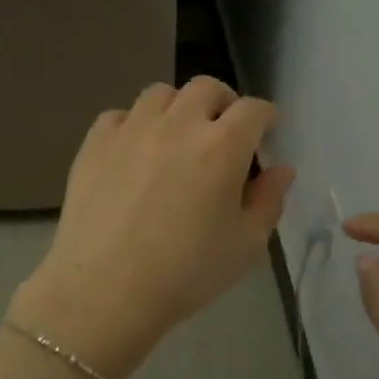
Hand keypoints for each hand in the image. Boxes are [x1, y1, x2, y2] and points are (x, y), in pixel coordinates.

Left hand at [10, 78, 296, 378]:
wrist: (106, 290)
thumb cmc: (186, 272)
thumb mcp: (245, 244)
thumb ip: (269, 200)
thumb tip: (282, 170)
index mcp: (223, 146)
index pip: (254, 109)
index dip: (265, 116)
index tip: (266, 130)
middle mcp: (178, 124)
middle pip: (206, 88)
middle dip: (223, 102)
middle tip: (224, 130)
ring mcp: (133, 129)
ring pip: (161, 94)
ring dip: (178, 107)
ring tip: (177, 136)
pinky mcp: (96, 142)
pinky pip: (120, 115)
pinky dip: (134, 125)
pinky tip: (134, 152)